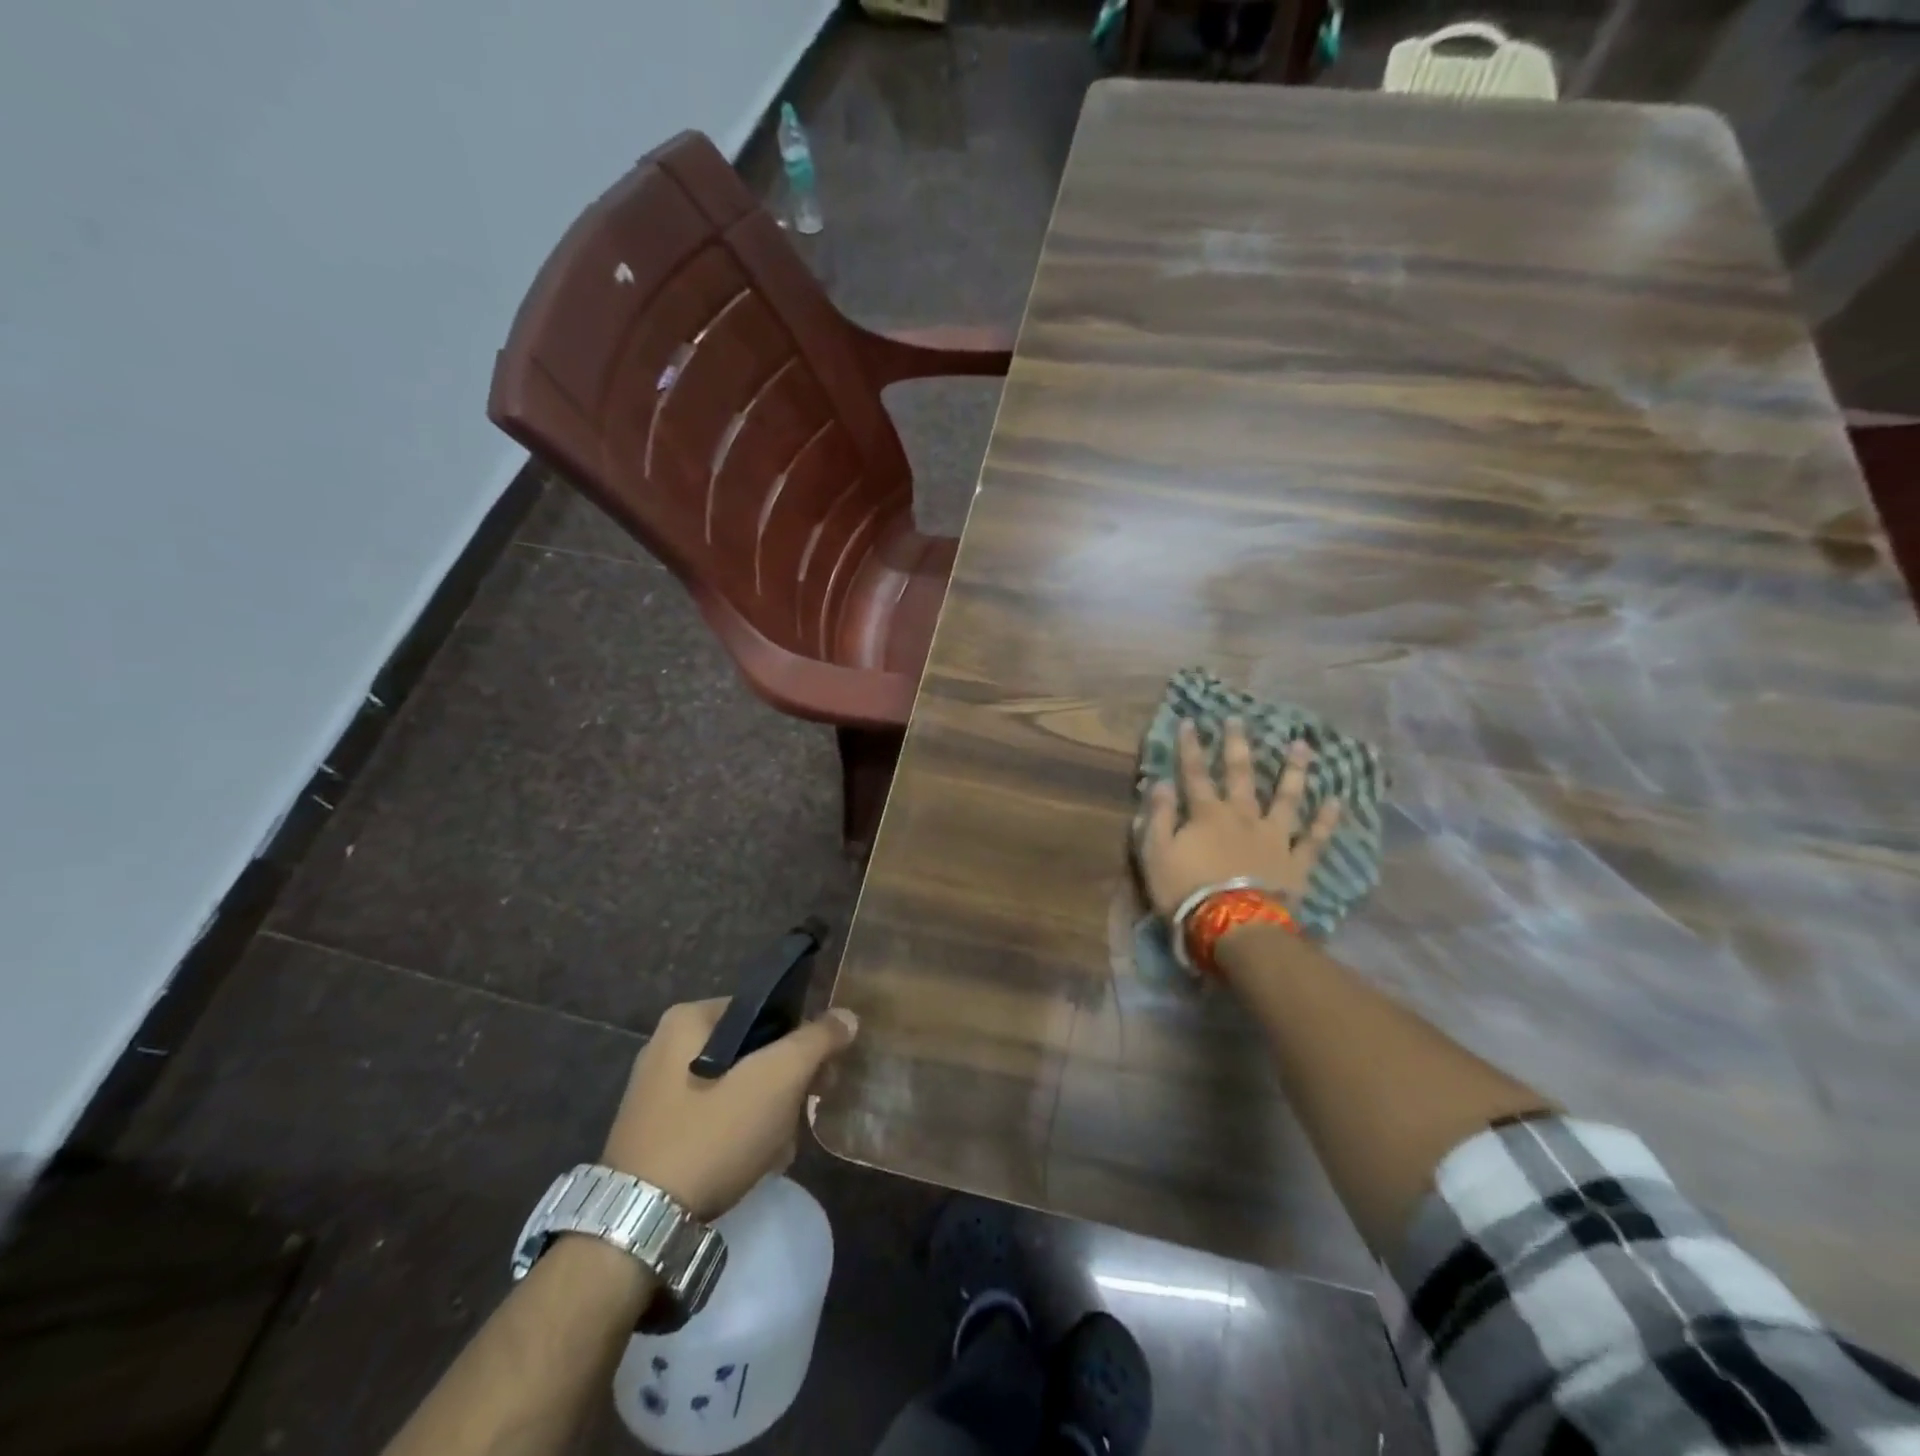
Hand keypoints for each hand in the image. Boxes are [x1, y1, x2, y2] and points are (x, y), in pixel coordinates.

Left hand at [600, 998, 858, 1220]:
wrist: (638, 1227)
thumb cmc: (712, 1135)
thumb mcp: (777, 1079)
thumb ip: (816, 1041)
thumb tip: (846, 1015)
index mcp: (687, 1019)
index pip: (764, 1012)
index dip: (801, 1040)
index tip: (821, 1075)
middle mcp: (665, 1047)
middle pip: (751, 1052)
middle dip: (784, 1085)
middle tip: (803, 1115)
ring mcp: (655, 1094)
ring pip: (735, 1089)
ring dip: (766, 1115)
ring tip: (779, 1149)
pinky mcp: (653, 1135)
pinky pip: (711, 1120)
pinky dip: (737, 1136)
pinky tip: (754, 1164)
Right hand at [1139, 718, 1342, 918]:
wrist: (1234, 925)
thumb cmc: (1186, 890)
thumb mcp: (1156, 853)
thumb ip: (1158, 816)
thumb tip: (1160, 782)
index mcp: (1206, 814)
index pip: (1194, 773)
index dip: (1190, 747)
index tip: (1190, 721)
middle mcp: (1243, 816)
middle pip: (1240, 775)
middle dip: (1237, 745)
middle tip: (1240, 719)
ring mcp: (1274, 837)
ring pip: (1286, 797)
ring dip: (1293, 770)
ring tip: (1302, 745)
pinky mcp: (1296, 862)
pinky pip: (1314, 838)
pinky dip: (1325, 820)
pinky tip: (1336, 800)